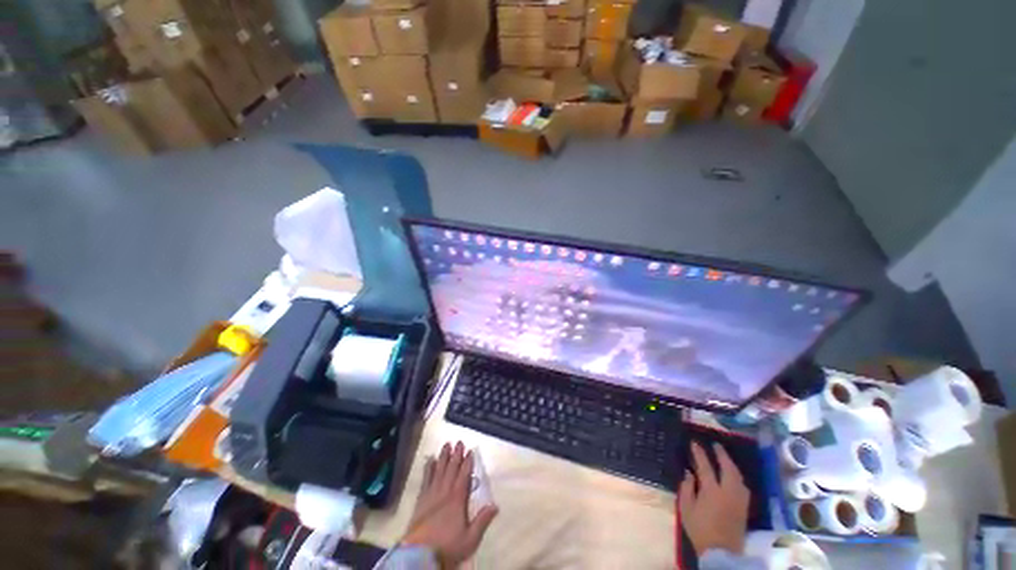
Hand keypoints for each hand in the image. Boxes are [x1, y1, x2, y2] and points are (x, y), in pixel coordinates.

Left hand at [403, 442, 498, 566]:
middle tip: (458, 441)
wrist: (419, 555)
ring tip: (446, 445)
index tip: (470, 450)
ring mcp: (431, 494)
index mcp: (458, 499)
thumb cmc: (447, 546)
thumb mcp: (470, 538)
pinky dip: (428, 469)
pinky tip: (430, 460)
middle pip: (451, 469)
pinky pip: (426, 479)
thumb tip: (495, 505)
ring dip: (443, 457)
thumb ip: (482, 521)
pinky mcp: (421, 500)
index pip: (464, 475)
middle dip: (456, 454)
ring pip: (439, 470)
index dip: (468, 462)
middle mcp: (445, 492)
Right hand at [678, 442, 749, 555]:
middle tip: (715, 445)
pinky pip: (743, 486)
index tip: (694, 442)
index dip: (699, 453)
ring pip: (738, 476)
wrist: (720, 552)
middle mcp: (728, 492)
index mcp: (711, 491)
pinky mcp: (744, 507)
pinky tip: (734, 476)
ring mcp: (739, 500)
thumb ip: (687, 488)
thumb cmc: (699, 529)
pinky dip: (737, 476)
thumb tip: (688, 473)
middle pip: (728, 468)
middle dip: (722, 455)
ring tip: (725, 457)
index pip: (705, 466)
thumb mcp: (686, 508)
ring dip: (731, 464)